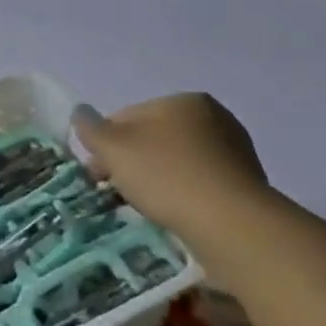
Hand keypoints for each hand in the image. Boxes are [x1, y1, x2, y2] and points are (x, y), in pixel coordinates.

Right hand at [72, 93, 268, 233]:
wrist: (231, 224)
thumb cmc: (166, 175)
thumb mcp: (113, 148)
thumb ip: (91, 128)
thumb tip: (80, 112)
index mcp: (183, 101)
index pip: (127, 116)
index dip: (105, 144)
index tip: (96, 173)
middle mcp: (214, 118)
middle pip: (153, 139)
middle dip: (130, 162)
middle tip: (112, 191)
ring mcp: (235, 152)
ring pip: (175, 162)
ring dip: (155, 179)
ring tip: (143, 206)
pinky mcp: (245, 185)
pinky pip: (198, 184)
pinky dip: (181, 195)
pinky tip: (172, 213)